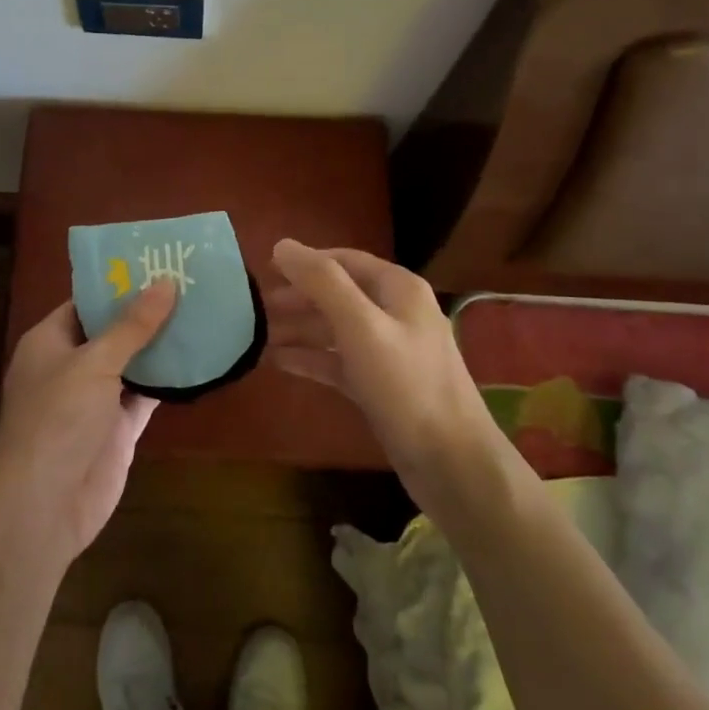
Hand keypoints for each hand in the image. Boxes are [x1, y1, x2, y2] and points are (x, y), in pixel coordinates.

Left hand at [0, 282, 176, 567]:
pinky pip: (146, 395)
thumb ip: (132, 325)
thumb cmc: (58, 419)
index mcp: (50, 341)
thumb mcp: (94, 362)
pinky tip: (199, 359)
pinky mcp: (118, 428)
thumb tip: (165, 282)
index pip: (86, 302)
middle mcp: (72, 366)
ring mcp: (96, 399)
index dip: (118, 284)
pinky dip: (169, 381)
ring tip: (201, 311)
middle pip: (112, 331)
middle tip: (189, 284)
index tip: (156, 263)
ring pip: (133, 362)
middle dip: (147, 312)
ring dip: (161, 344)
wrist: (44, 505)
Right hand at [267, 239, 502, 501]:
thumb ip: (323, 283)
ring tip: (258, 334)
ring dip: (300, 328)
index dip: (305, 262)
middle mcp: (396, 313)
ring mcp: (390, 351)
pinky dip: (311, 359)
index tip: (265, 269)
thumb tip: (283, 245)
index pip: (344, 260)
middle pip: (338, 294)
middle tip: (256, 306)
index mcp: (398, 289)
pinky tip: (280, 363)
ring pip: (336, 329)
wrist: (453, 464)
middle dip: (298, 297)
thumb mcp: (361, 327)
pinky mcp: (382, 386)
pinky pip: (339, 361)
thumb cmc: (407, 386)